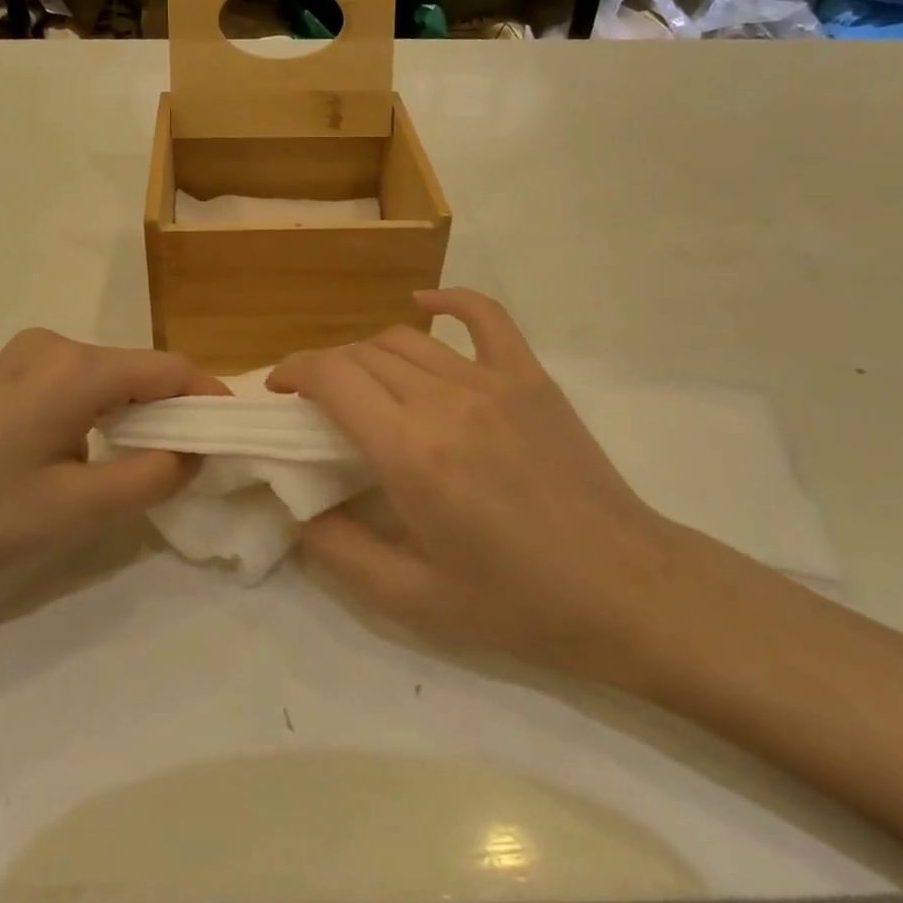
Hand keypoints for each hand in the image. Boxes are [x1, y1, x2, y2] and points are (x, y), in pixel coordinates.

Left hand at [0, 329, 227, 596]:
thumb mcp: (76, 510)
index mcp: (77, 368)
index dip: (210, 398)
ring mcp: (23, 356)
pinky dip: (101, 412)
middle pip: (139, 370)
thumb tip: (195, 453)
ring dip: (136, 415)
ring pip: (107, 378)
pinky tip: (90, 452)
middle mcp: (54, 345)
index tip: (235, 435)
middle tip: (194, 462)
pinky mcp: (3, 374)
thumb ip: (152, 478)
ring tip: (146, 464)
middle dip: (174, 411)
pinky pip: (74, 384)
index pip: (170, 369)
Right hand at [269, 290, 682, 684]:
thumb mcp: (412, 601)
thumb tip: (299, 510)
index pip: (330, 377)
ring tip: (362, 383)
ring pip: (406, 339)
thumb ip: (339, 552)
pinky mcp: (529, 377)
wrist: (625, 589)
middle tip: (317, 404)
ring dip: (368, 353)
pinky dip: (448, 301)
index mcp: (409, 452)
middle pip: (361, 354)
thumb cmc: (517, 602)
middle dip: (325, 369)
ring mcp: (491, 381)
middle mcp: (443, 400)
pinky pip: (484, 317)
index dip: (293, 372)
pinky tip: (425, 304)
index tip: (278, 391)